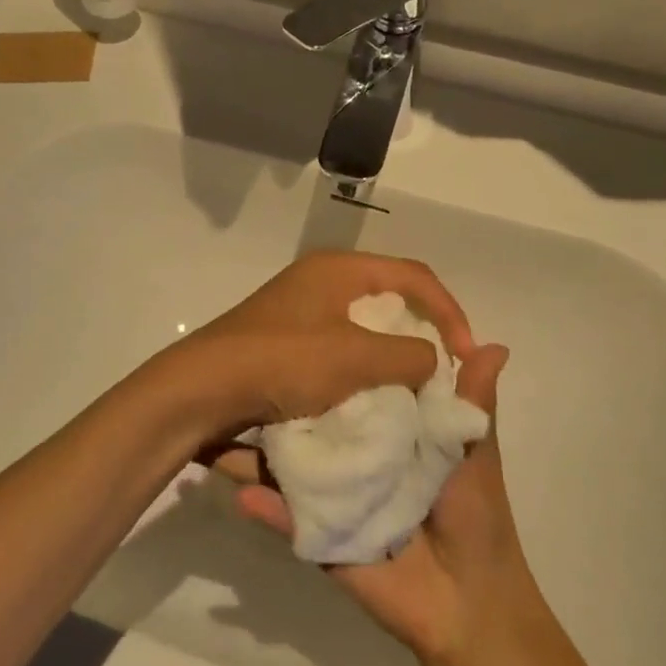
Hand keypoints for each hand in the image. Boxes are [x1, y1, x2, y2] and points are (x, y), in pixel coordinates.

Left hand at [140, 250, 476, 441]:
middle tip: (440, 370)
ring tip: (409, 389)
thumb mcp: (355, 359)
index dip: (449, 311)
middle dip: (421, 332)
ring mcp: (299, 311)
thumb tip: (432, 360)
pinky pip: (339, 348)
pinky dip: (361, 369)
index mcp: (339, 268)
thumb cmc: (282, 362)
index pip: (415, 275)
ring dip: (390, 355)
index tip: (465, 355)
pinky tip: (367, 397)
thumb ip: (408, 357)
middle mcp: (320, 280)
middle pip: (390, 297)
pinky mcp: (284, 342)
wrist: (200, 391)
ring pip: (364, 326)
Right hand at [228, 342, 543, 665]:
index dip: (334, 359)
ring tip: (219, 422)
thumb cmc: (477, 517)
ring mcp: (333, 495)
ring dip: (253, 451)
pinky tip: (236, 488)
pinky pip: (287, 518)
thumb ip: (473, 402)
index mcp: (390, 431)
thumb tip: (495, 344)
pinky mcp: (320, 534)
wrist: (470, 606)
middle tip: (243, 367)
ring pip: (290, 466)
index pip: (355, 387)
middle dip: (279, 399)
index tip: (304, 323)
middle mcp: (356, 456)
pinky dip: (264, 505)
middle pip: (312, 423)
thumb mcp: (475, 451)